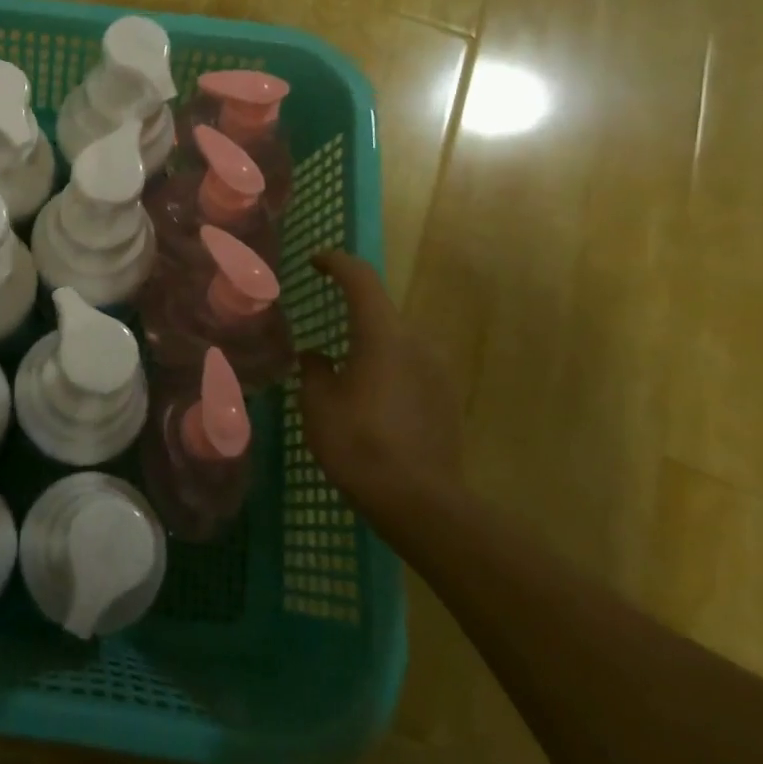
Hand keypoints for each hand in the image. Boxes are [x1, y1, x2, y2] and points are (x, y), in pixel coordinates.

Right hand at [297, 251, 461, 524]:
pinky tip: (370, 403)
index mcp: (383, 334)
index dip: (336, 263)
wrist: (420, 502)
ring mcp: (438, 371)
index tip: (315, 261)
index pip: (360, 279)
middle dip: (352, 315)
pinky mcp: (447, 399)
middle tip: (323, 332)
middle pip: (380, 313)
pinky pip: (411, 369)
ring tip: (344, 375)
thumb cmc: (358, 443)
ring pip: (396, 344)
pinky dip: (388, 372)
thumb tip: (316, 355)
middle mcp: (416, 342)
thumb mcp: (318, 404)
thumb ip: (315, 369)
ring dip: (370, 348)